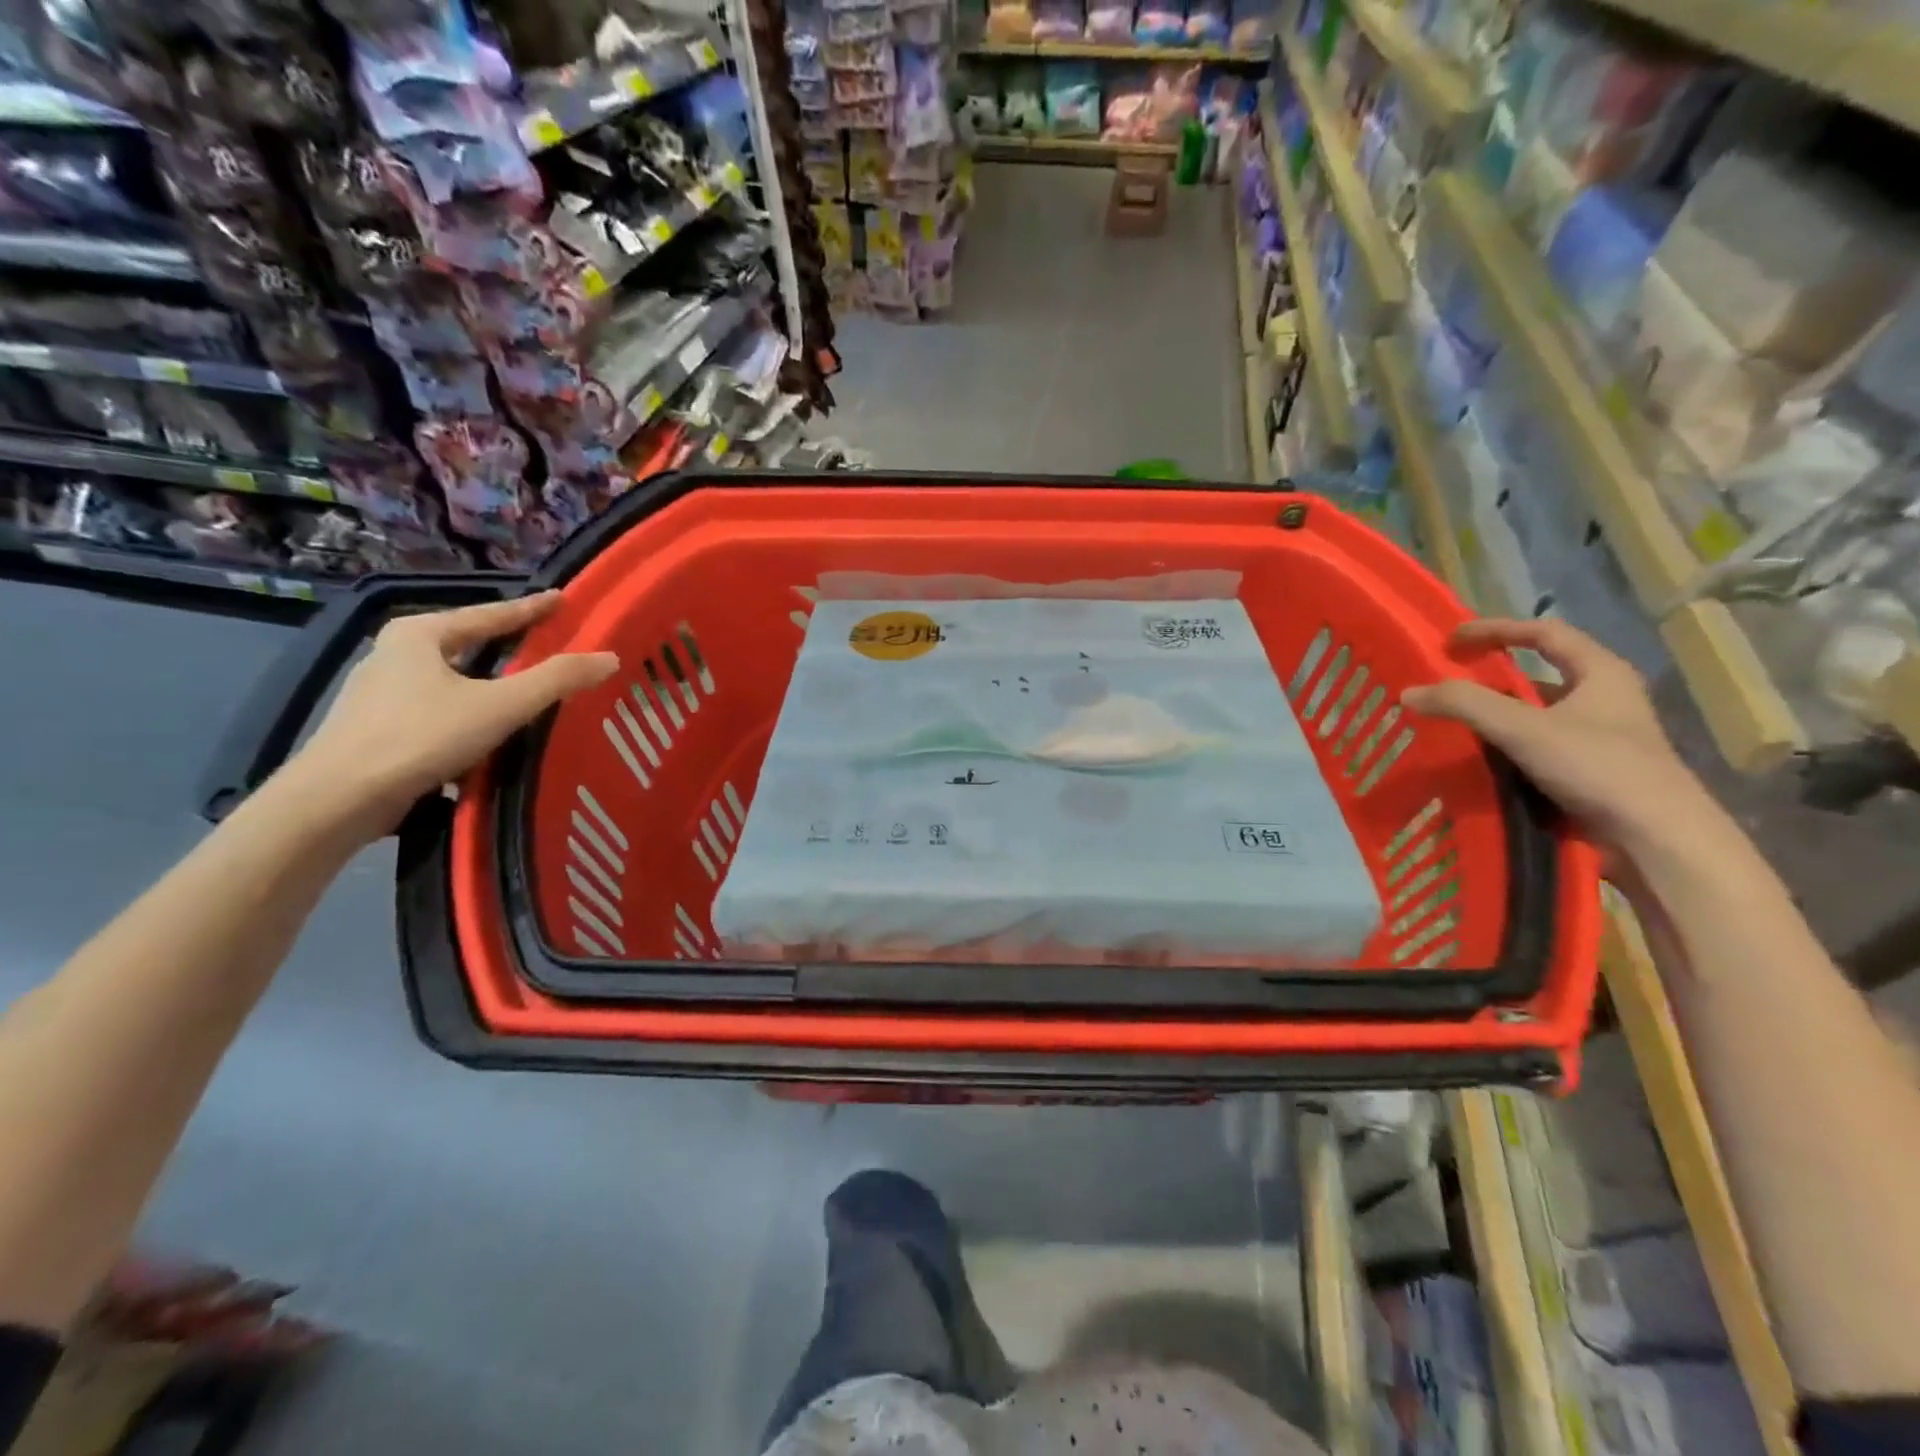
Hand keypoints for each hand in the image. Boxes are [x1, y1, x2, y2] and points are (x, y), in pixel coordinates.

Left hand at [282, 592, 616, 837]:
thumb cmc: (420, 737)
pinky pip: (439, 709)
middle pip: (466, 643)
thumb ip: (556, 680)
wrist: (338, 800)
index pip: (489, 614)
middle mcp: (394, 654)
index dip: (530, 609)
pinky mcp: (378, 730)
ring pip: (451, 679)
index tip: (562, 600)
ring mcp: (380, 693)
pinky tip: (488, 731)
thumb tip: (610, 657)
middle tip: (547, 643)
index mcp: (419, 634)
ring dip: (487, 682)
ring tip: (525, 689)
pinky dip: (469, 712)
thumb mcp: (500, 705)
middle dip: (506, 644)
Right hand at [1401, 618, 1711, 852]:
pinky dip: (1504, 749)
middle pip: (1538, 676)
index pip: (1545, 633)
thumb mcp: (1524, 729)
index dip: (1497, 629)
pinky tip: (1476, 761)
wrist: (1656, 840)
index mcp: (1602, 673)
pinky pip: (1535, 749)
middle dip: (1490, 678)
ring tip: (1451, 724)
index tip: (1452, 639)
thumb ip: (1465, 705)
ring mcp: (1598, 739)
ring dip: (1495, 717)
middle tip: (1446, 683)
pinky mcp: (1589, 773)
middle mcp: (1604, 699)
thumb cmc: (1599, 768)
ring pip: (1535, 716)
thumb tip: (1409, 691)